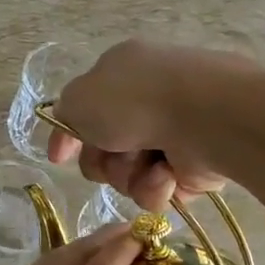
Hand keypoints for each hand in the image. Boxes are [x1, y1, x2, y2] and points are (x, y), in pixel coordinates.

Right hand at [47, 40, 247, 208]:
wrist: (205, 117)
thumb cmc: (135, 100)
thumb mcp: (79, 97)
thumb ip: (65, 112)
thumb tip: (72, 127)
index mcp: (122, 74)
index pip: (85, 109)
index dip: (68, 136)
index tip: (59, 157)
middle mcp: (147, 103)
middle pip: (104, 150)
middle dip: (102, 161)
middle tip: (112, 155)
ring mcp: (173, 135)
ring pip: (128, 175)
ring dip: (129, 175)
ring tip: (149, 164)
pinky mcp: (194, 167)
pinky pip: (158, 191)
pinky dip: (157, 187)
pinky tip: (167, 175)